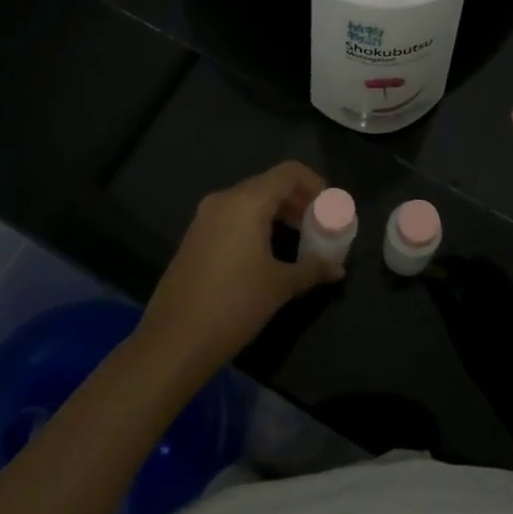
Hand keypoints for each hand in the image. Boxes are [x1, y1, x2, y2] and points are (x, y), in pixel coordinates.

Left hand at [139, 161, 341, 373]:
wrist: (174, 340)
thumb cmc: (234, 305)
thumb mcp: (280, 286)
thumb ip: (312, 269)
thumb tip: (338, 269)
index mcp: (247, 201)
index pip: (289, 173)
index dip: (315, 184)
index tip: (330, 208)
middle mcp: (224, 199)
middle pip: (270, 184)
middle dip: (298, 200)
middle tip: (319, 224)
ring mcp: (205, 217)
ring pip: (250, 200)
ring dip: (278, 212)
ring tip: (299, 238)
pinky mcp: (194, 236)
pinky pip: (233, 215)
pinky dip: (256, 222)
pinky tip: (267, 251)